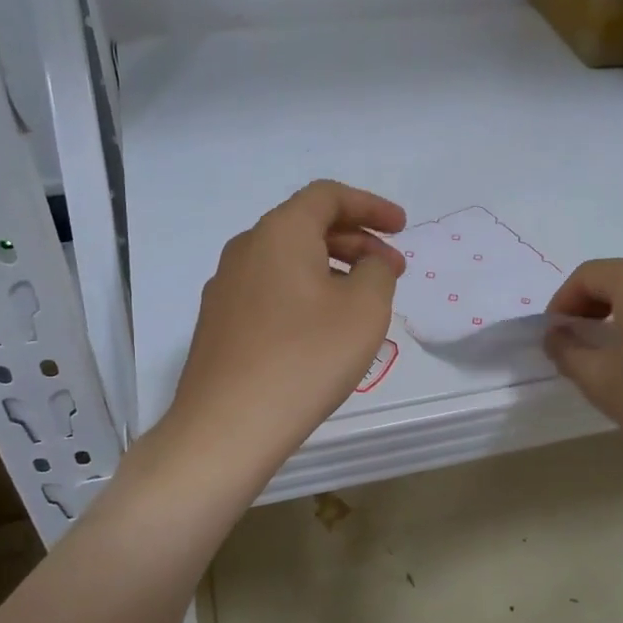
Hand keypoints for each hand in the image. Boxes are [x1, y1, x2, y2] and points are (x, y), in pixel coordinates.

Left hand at [165, 181, 405, 470]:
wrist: (228, 425)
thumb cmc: (306, 358)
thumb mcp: (364, 309)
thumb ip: (377, 272)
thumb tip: (368, 264)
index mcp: (279, 232)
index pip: (327, 196)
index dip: (371, 206)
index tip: (403, 228)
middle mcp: (246, 250)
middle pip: (306, 226)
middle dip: (357, 242)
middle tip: (392, 271)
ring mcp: (226, 288)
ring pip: (288, 262)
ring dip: (332, 270)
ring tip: (363, 303)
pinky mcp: (219, 324)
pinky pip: (271, 291)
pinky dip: (305, 294)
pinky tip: (322, 330)